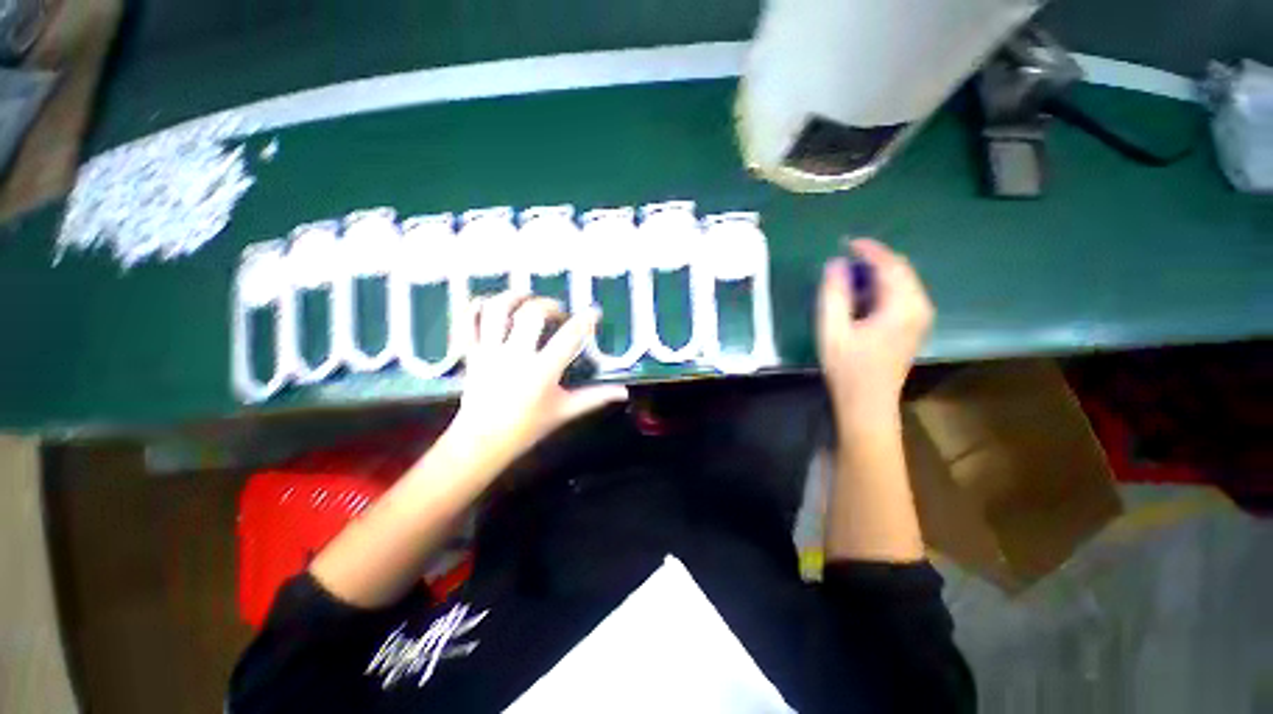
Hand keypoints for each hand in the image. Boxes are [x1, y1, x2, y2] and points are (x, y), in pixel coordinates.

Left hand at [446, 292, 628, 469]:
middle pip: (532, 314)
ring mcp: (490, 352)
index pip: (569, 336)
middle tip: (558, 313)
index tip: (594, 312)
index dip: (585, 320)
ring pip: (497, 310)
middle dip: (550, 305)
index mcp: (542, 371)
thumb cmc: (527, 428)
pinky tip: (490, 303)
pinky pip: (469, 322)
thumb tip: (624, 392)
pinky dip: (476, 307)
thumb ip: (595, 398)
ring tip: (526, 296)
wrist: (481, 442)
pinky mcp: (472, 353)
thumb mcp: (565, 411)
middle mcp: (515, 355)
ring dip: (513, 297)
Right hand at [817, 239, 933, 426]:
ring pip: (903, 281)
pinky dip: (883, 287)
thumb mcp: (832, 330)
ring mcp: (920, 318)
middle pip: (901, 270)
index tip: (845, 243)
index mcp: (902, 307)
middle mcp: (920, 307)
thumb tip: (835, 264)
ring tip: (849, 276)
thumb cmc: (847, 368)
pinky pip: (902, 294)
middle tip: (844, 260)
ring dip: (878, 273)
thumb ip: (834, 294)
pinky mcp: (914, 326)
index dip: (869, 250)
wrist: (867, 403)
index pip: (891, 265)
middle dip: (874, 260)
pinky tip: (862, 295)